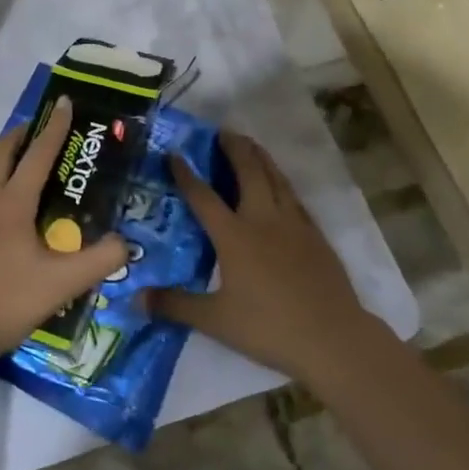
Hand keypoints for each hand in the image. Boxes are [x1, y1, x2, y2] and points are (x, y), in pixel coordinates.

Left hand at [0, 97, 127, 367]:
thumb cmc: (5, 301)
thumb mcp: (62, 285)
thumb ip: (100, 261)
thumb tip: (126, 243)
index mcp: (11, 202)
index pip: (38, 153)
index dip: (55, 126)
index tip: (63, 101)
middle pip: (3, 151)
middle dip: (24, 133)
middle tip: (44, 130)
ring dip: (5, 158)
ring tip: (24, 166)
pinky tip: (0, 210)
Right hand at [149, 131, 372, 386]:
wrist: (333, 337)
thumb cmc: (269, 327)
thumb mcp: (215, 320)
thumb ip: (174, 305)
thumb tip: (135, 299)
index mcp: (234, 236)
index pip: (203, 197)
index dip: (186, 174)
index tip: (175, 153)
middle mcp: (263, 219)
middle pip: (248, 172)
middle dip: (233, 148)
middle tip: (222, 132)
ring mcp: (293, 224)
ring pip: (275, 178)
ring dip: (260, 157)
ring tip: (250, 144)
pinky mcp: (315, 235)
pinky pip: (294, 197)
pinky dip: (282, 182)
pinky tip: (280, 185)